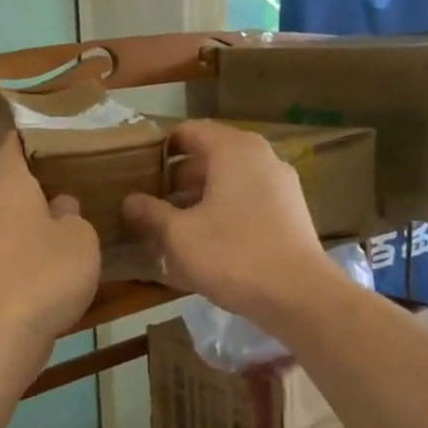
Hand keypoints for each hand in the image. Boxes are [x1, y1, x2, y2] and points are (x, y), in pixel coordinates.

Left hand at [0, 134, 99, 343]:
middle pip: (14, 183)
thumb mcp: (80, 237)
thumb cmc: (46, 271)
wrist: (4, 331)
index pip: (13, 146)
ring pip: (16, 217)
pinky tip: (62, 254)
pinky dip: (36, 246)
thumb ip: (74, 215)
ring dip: (40, 215)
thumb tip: (62, 207)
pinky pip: (16, 248)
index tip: (53, 129)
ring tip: (76, 211)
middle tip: (78, 171)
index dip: (29, 134)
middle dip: (42, 177)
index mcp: (11, 186)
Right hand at [122, 120, 341, 326]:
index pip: (189, 131)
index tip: (136, 169)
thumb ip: (151, 213)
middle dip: (176, 177)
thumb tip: (128, 201)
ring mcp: (279, 184)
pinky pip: (245, 200)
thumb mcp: (179, 235)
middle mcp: (260, 157)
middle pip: (209, 156)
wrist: (299, 295)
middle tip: (146, 200)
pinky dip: (221, 211)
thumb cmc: (232, 255)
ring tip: (168, 222)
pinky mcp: (288, 212)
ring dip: (197, 197)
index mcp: (233, 150)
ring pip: (228, 180)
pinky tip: (202, 240)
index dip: (159, 147)